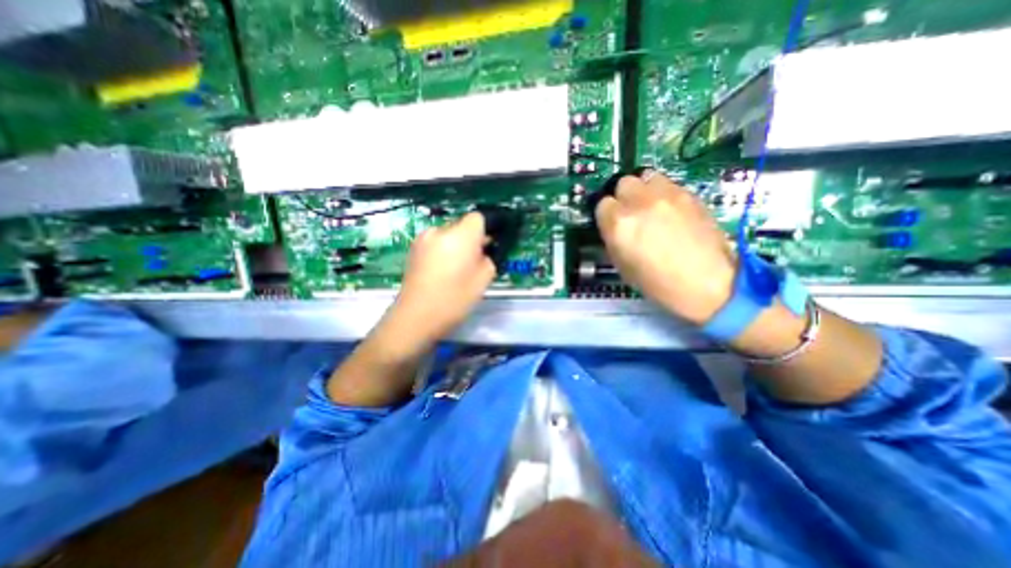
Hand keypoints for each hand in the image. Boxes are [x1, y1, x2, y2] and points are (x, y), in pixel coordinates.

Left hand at [381, 211, 497, 352]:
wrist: (415, 316)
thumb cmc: (454, 299)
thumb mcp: (483, 280)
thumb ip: (488, 258)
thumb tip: (483, 250)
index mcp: (461, 235)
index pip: (478, 217)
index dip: (486, 229)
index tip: (488, 246)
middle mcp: (440, 230)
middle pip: (462, 225)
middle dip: (470, 238)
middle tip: (474, 261)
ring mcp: (423, 238)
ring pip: (447, 234)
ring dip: (455, 245)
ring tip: (455, 269)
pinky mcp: (413, 249)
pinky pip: (435, 242)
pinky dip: (442, 250)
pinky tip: (440, 271)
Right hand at [595, 169, 739, 323]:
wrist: (706, 283)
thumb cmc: (658, 283)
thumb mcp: (622, 266)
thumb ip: (613, 239)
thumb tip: (612, 226)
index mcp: (619, 224)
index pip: (603, 203)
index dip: (607, 214)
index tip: (612, 223)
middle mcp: (640, 203)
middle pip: (623, 183)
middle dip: (624, 197)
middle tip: (631, 213)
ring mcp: (667, 195)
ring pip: (646, 177)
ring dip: (644, 190)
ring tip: (651, 207)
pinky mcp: (689, 194)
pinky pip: (668, 184)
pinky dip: (664, 194)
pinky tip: (671, 212)